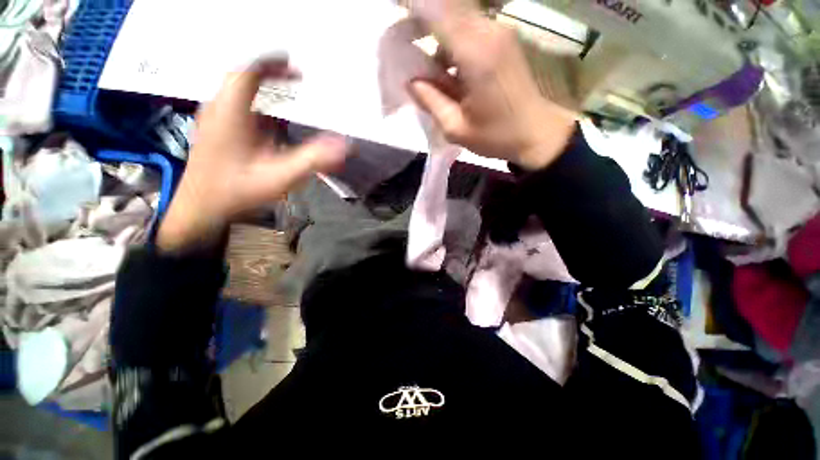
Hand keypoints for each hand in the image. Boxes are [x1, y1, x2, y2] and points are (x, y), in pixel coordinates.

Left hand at [157, 57, 348, 252]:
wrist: (200, 208)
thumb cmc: (238, 191)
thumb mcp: (281, 177)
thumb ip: (313, 159)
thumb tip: (345, 145)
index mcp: (232, 113)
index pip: (248, 73)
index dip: (271, 63)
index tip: (294, 65)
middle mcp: (219, 109)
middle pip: (242, 78)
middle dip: (270, 74)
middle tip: (295, 79)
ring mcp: (214, 119)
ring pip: (237, 91)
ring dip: (263, 88)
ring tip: (287, 93)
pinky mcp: (215, 130)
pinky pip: (235, 106)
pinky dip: (256, 104)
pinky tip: (270, 120)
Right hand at [406, 0, 575, 169]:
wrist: (537, 134)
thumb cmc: (497, 136)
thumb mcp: (456, 128)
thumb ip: (430, 101)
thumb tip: (410, 80)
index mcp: (476, 54)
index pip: (437, 11)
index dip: (413, 6)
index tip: (394, 9)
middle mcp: (489, 32)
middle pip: (447, 7)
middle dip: (421, 19)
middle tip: (404, 44)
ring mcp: (499, 32)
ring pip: (457, 17)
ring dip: (437, 35)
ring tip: (428, 70)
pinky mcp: (504, 39)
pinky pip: (470, 28)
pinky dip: (452, 42)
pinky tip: (449, 70)